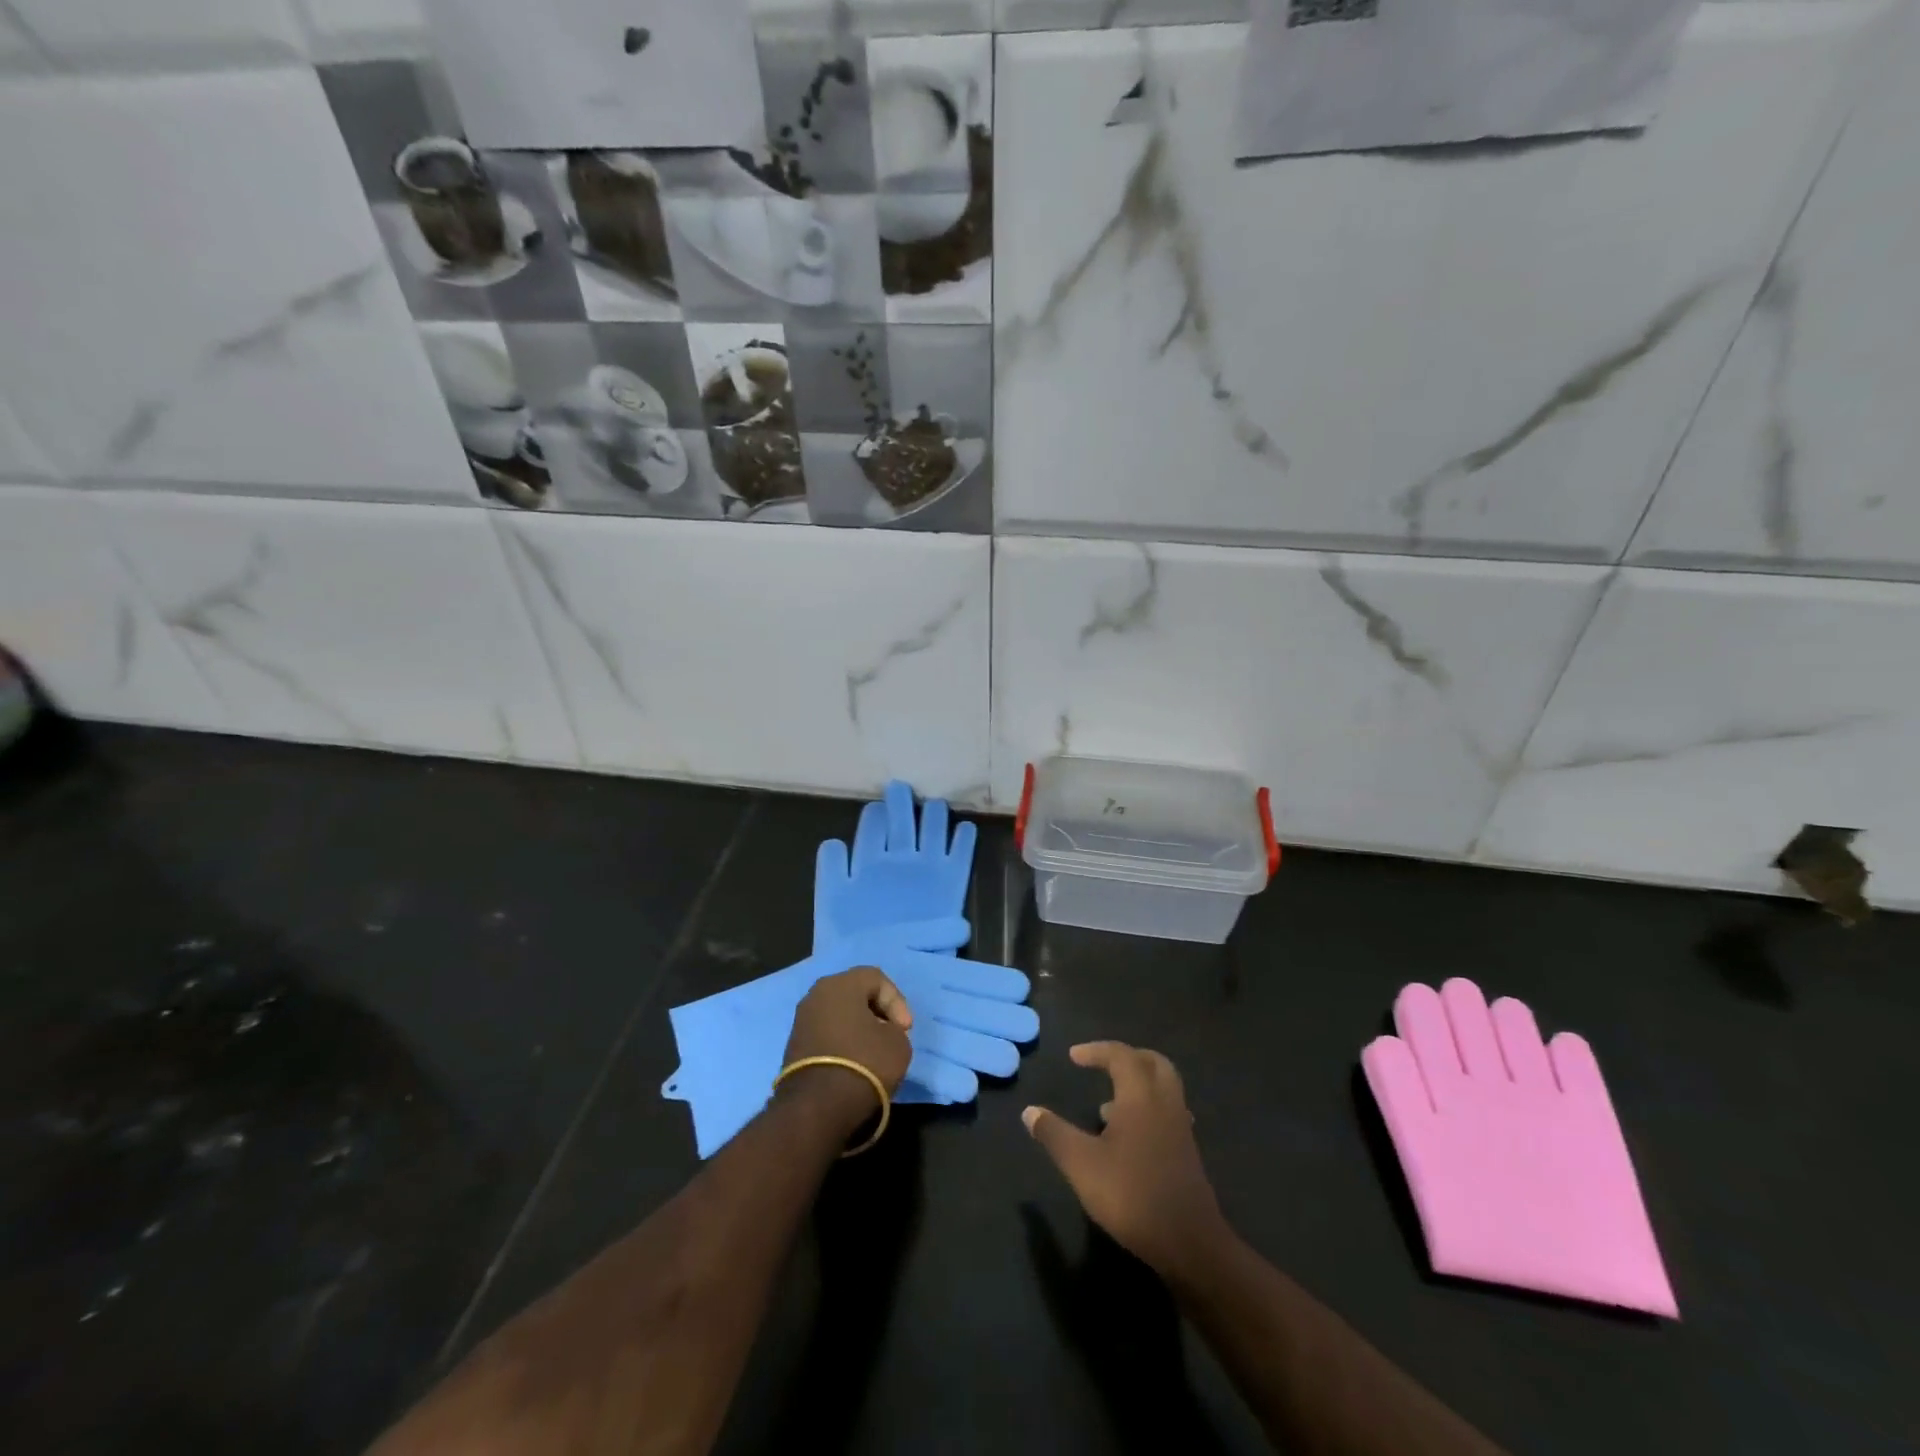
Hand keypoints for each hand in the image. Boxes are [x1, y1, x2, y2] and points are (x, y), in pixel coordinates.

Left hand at [779, 967, 914, 1137]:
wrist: (817, 1107)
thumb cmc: (863, 1063)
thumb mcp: (898, 1044)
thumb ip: (894, 1029)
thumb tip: (881, 1033)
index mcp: (840, 984)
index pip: (876, 978)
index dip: (897, 1001)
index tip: (905, 1030)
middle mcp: (816, 995)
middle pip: (854, 993)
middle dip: (877, 1012)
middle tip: (892, 1034)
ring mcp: (801, 1020)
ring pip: (839, 1014)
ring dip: (859, 1028)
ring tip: (875, 1051)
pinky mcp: (794, 1046)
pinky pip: (826, 1034)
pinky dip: (842, 1043)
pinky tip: (855, 1063)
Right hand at [1023, 1042, 1227, 1278]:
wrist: (1189, 1243)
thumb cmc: (1131, 1194)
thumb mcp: (1081, 1164)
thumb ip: (1054, 1134)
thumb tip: (1029, 1111)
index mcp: (1140, 1096)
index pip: (1121, 1056)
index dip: (1096, 1051)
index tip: (1073, 1057)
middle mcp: (1165, 1103)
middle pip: (1153, 1063)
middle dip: (1127, 1058)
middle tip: (1103, 1064)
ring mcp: (1180, 1128)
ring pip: (1164, 1089)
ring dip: (1138, 1085)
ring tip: (1107, 1105)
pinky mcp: (1187, 1153)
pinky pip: (1167, 1113)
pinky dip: (1147, 1110)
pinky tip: (1129, 1137)